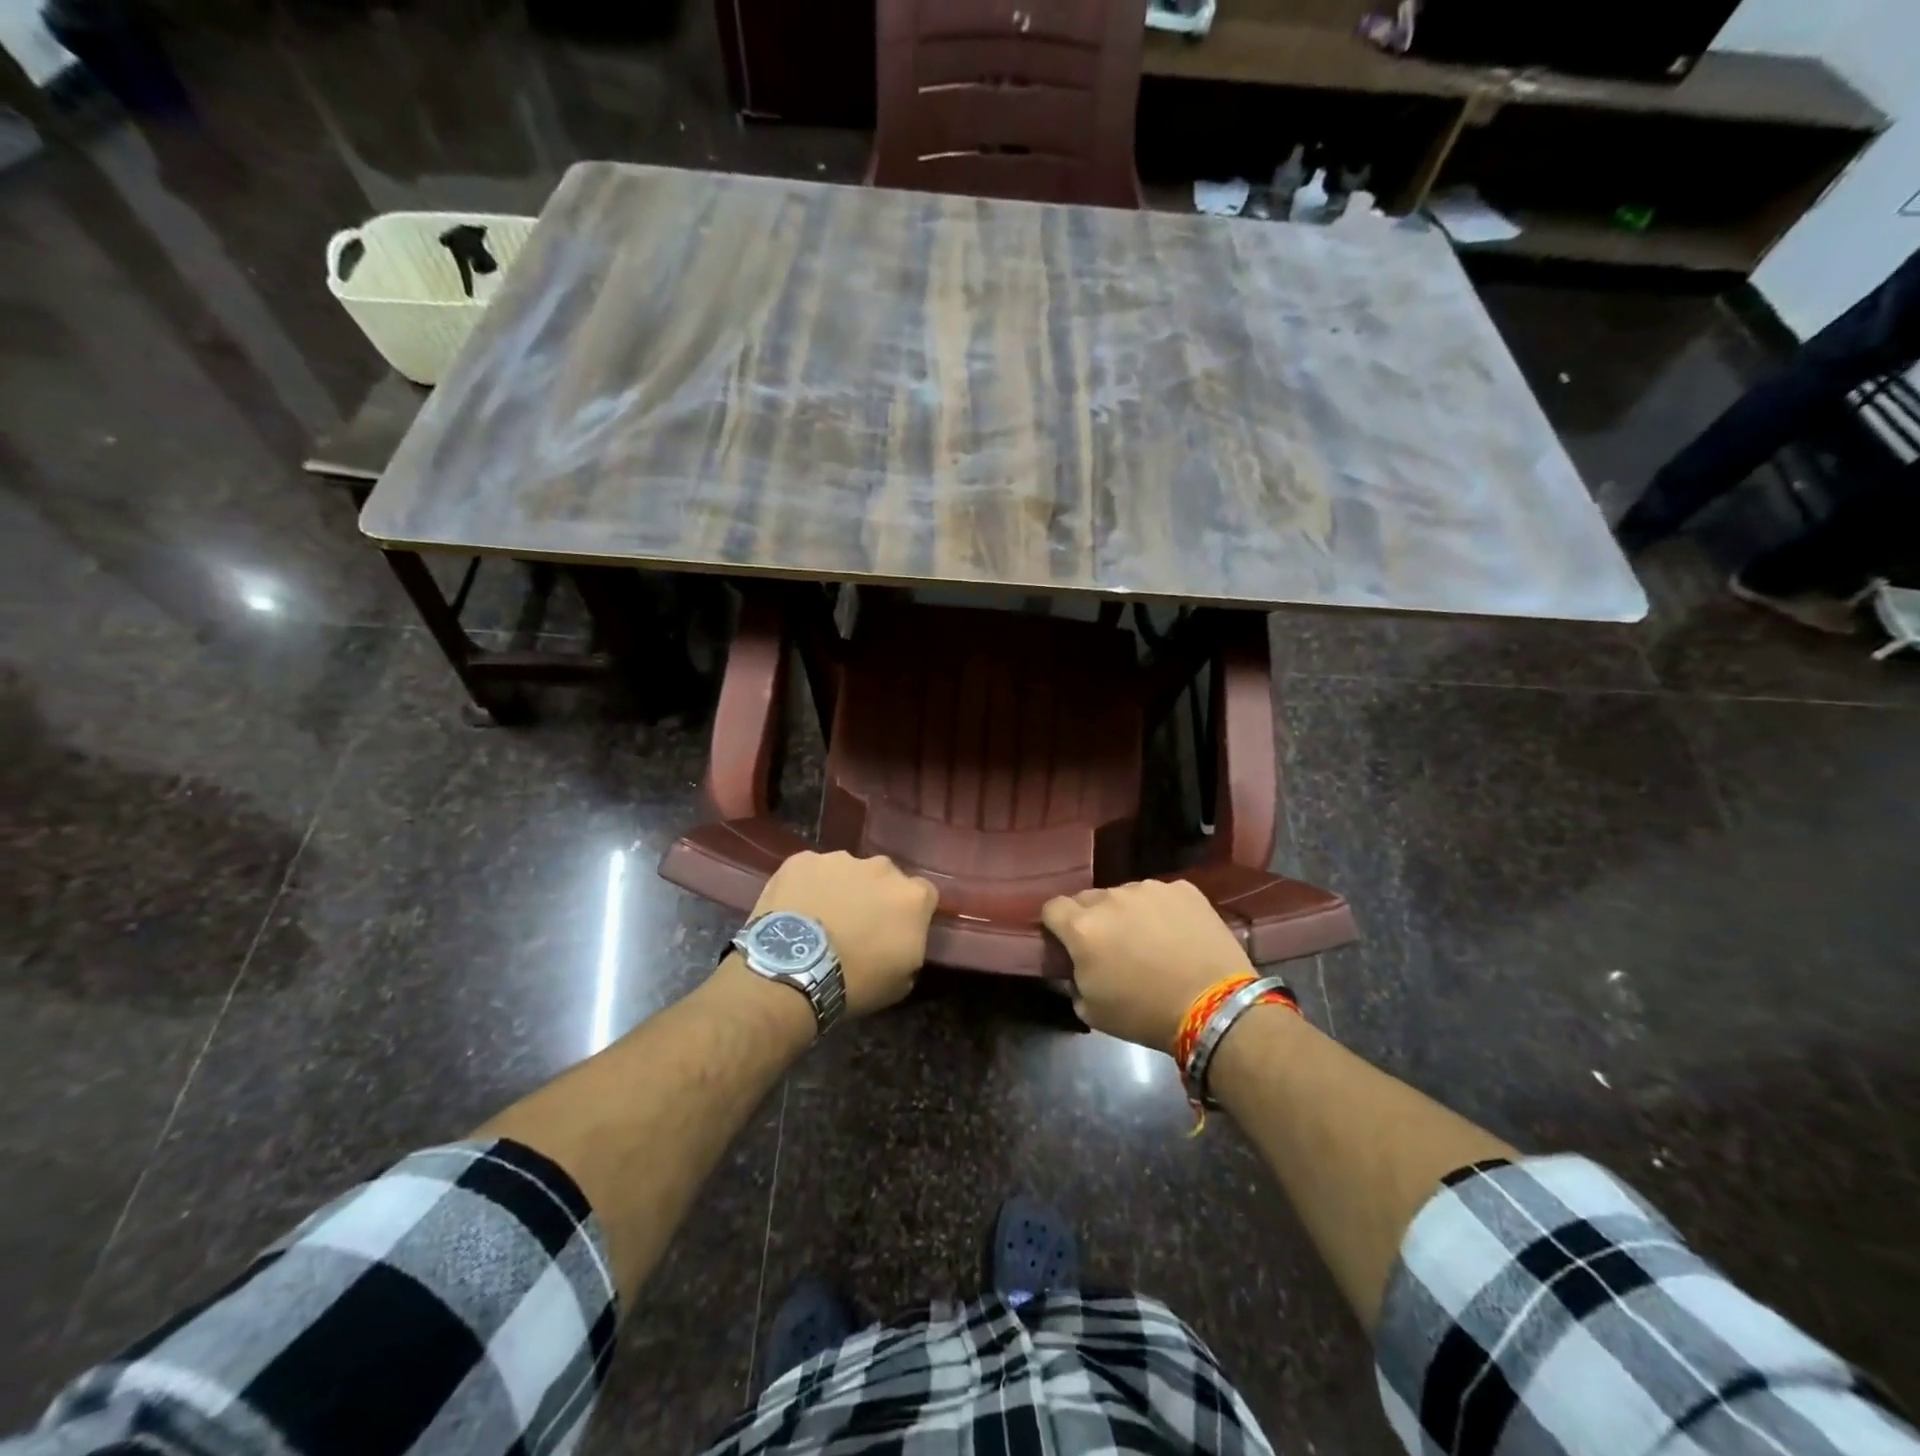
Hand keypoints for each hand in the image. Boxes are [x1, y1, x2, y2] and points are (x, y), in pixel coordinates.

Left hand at [751, 851, 937, 1015]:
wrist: (793, 971)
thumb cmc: (855, 982)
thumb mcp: (902, 980)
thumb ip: (911, 946)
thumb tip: (902, 937)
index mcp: (912, 896)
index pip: (924, 894)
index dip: (909, 912)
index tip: (895, 930)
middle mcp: (882, 867)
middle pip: (884, 877)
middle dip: (875, 895)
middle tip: (856, 925)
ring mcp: (840, 859)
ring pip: (847, 871)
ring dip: (840, 889)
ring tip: (820, 919)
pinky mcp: (802, 860)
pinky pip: (810, 871)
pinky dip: (806, 886)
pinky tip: (795, 911)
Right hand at [1042, 879, 1254, 1051]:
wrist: (1214, 1008)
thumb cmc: (1145, 1014)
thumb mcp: (1092, 1010)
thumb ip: (1074, 980)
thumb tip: (1078, 968)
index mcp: (1082, 927)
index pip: (1052, 908)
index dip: (1056, 925)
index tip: (1066, 942)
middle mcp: (1111, 898)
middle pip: (1088, 898)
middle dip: (1091, 918)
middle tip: (1110, 946)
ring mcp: (1149, 889)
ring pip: (1125, 894)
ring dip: (1127, 912)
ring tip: (1149, 940)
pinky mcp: (1183, 889)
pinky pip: (1160, 895)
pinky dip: (1161, 910)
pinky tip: (1176, 934)